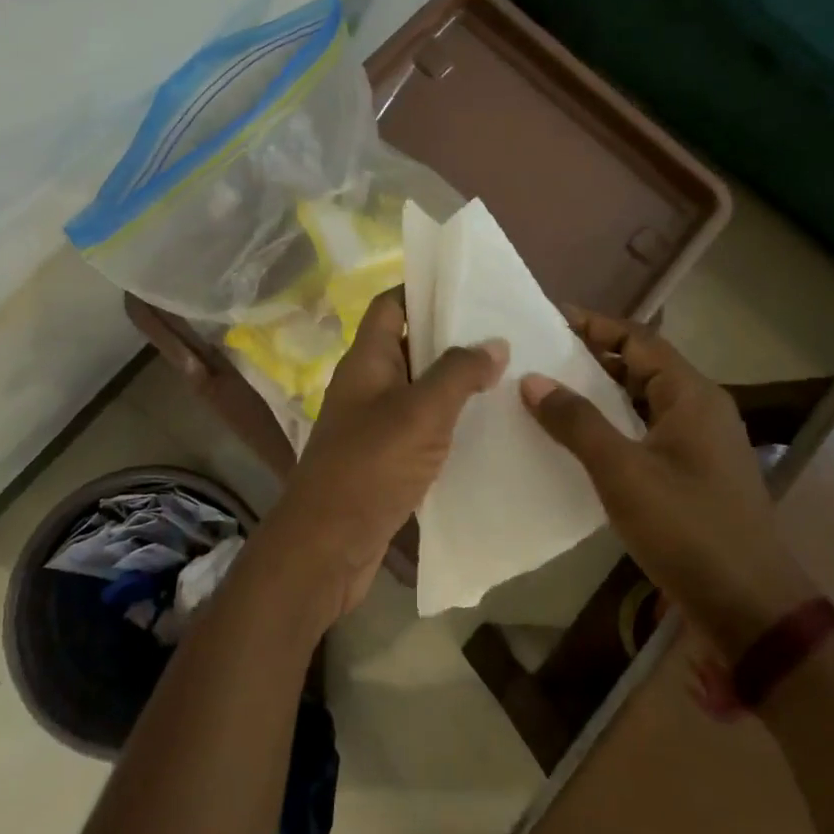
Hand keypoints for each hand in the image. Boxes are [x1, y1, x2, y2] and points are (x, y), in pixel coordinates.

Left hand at [252, 288, 505, 628]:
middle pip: (409, 344)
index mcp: (367, 359)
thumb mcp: (421, 412)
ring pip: (419, 388)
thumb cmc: (370, 466)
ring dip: (455, 382)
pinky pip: (421, 427)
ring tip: (507, 375)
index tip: (468, 287)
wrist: (327, 546)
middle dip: (451, 336)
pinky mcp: (385, 459)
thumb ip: (458, 373)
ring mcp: (374, 423)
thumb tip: (494, 342)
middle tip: (504, 333)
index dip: (422, 289)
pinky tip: (486, 427)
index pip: (390, 304)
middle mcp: (368, 384)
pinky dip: (448, 421)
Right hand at [519, 308, 815, 657]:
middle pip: (642, 365)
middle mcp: (701, 409)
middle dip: (593, 357)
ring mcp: (701, 443)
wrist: (751, 610)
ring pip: (643, 400)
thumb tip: (533, 379)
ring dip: (602, 392)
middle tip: (541, 356)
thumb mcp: (623, 472)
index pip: (638, 339)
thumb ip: (577, 422)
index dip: (594, 324)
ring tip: (551, 392)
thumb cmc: (688, 529)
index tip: (549, 319)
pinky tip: (580, 441)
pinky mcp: (695, 473)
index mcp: (691, 395)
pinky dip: (614, 424)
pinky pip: (647, 430)